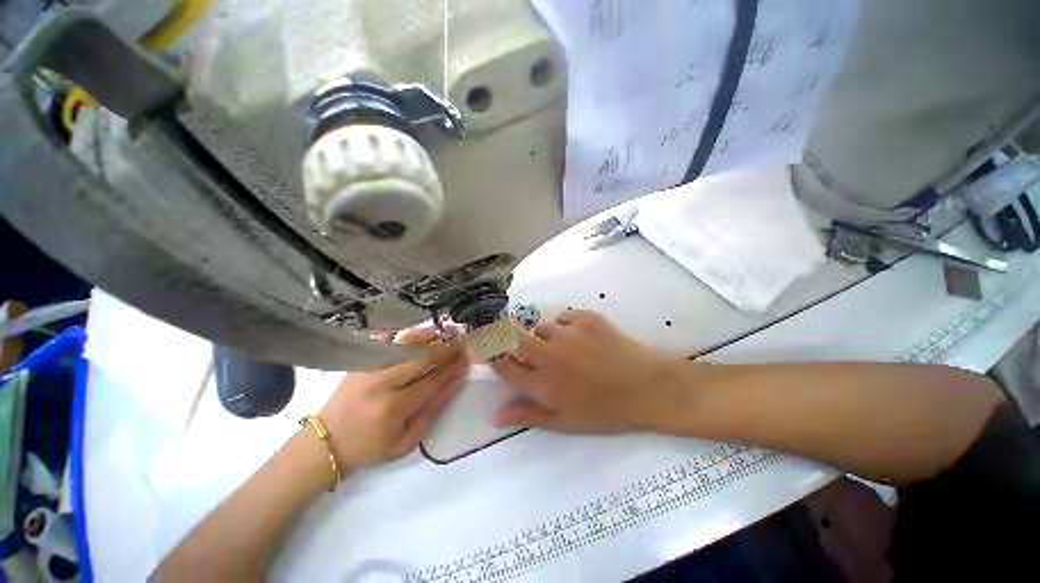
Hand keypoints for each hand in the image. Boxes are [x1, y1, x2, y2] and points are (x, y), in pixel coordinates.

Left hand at [319, 327, 468, 469]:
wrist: (327, 441)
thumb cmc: (371, 447)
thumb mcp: (407, 441)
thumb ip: (433, 410)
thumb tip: (456, 381)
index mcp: (394, 408)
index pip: (432, 380)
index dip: (453, 367)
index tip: (467, 357)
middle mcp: (381, 383)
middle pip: (420, 357)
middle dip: (445, 347)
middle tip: (462, 339)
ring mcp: (368, 368)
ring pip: (404, 344)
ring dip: (429, 335)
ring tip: (445, 329)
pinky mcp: (359, 361)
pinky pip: (384, 340)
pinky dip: (403, 333)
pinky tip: (417, 330)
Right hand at [491, 310, 679, 433]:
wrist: (648, 388)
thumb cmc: (605, 411)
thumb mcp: (564, 422)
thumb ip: (527, 415)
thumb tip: (494, 416)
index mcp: (543, 385)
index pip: (503, 364)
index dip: (494, 356)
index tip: (495, 353)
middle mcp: (550, 355)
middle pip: (513, 337)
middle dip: (509, 337)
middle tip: (522, 344)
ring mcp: (568, 333)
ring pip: (540, 327)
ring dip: (544, 336)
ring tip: (563, 348)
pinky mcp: (586, 318)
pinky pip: (563, 316)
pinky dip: (566, 325)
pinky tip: (581, 338)